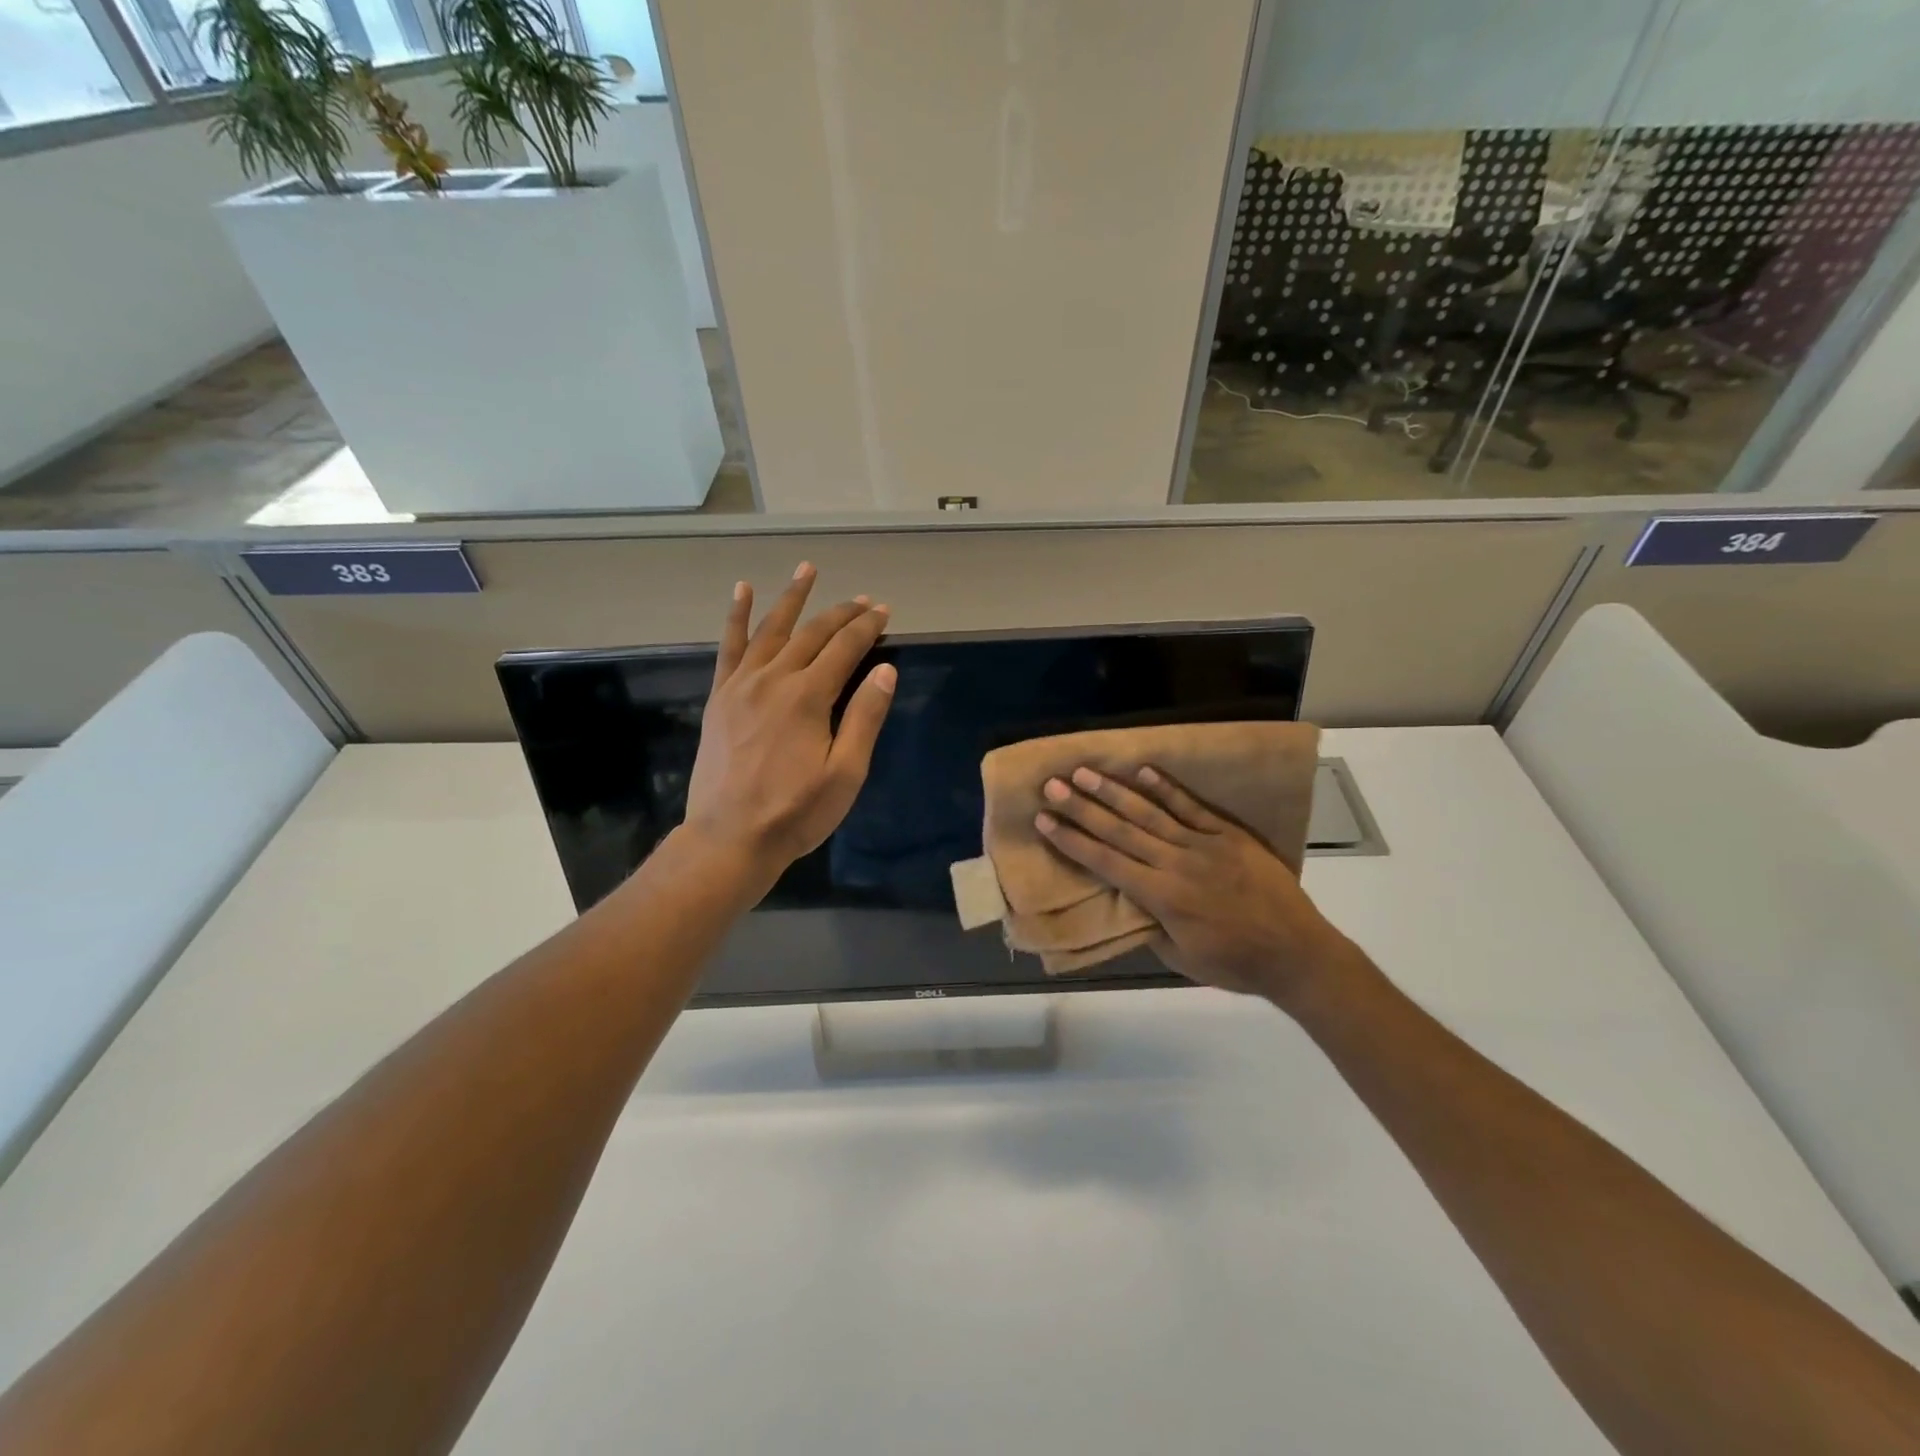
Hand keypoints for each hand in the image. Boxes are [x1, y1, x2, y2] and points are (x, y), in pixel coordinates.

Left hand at [683, 563, 895, 883]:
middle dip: (840, 613)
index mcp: (808, 697)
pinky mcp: (721, 697)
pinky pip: (729, 647)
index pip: (844, 649)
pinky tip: (742, 591)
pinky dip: (736, 616)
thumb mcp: (845, 773)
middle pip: (812, 634)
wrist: (730, 838)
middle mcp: (774, 679)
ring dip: (792, 598)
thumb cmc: (796, 812)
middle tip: (863, 599)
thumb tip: (885, 670)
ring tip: (808, 569)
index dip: (867, 627)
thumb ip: (865, 718)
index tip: (883, 611)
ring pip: (771, 629)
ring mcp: (742, 685)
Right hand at [1035, 763, 1363, 1009]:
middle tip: (1053, 784)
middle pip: (1120, 830)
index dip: (1072, 841)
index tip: (1045, 821)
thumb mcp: (1182, 958)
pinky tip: (1144, 771)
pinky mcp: (1229, 835)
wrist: (1297, 954)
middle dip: (1082, 807)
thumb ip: (1151, 927)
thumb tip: (1127, 901)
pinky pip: (1192, 807)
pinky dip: (1167, 789)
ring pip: (1150, 812)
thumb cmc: (1235, 964)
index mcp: (1161, 897)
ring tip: (1085, 772)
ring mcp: (1204, 844)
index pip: (1106, 861)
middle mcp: (1176, 864)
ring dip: (1114, 791)